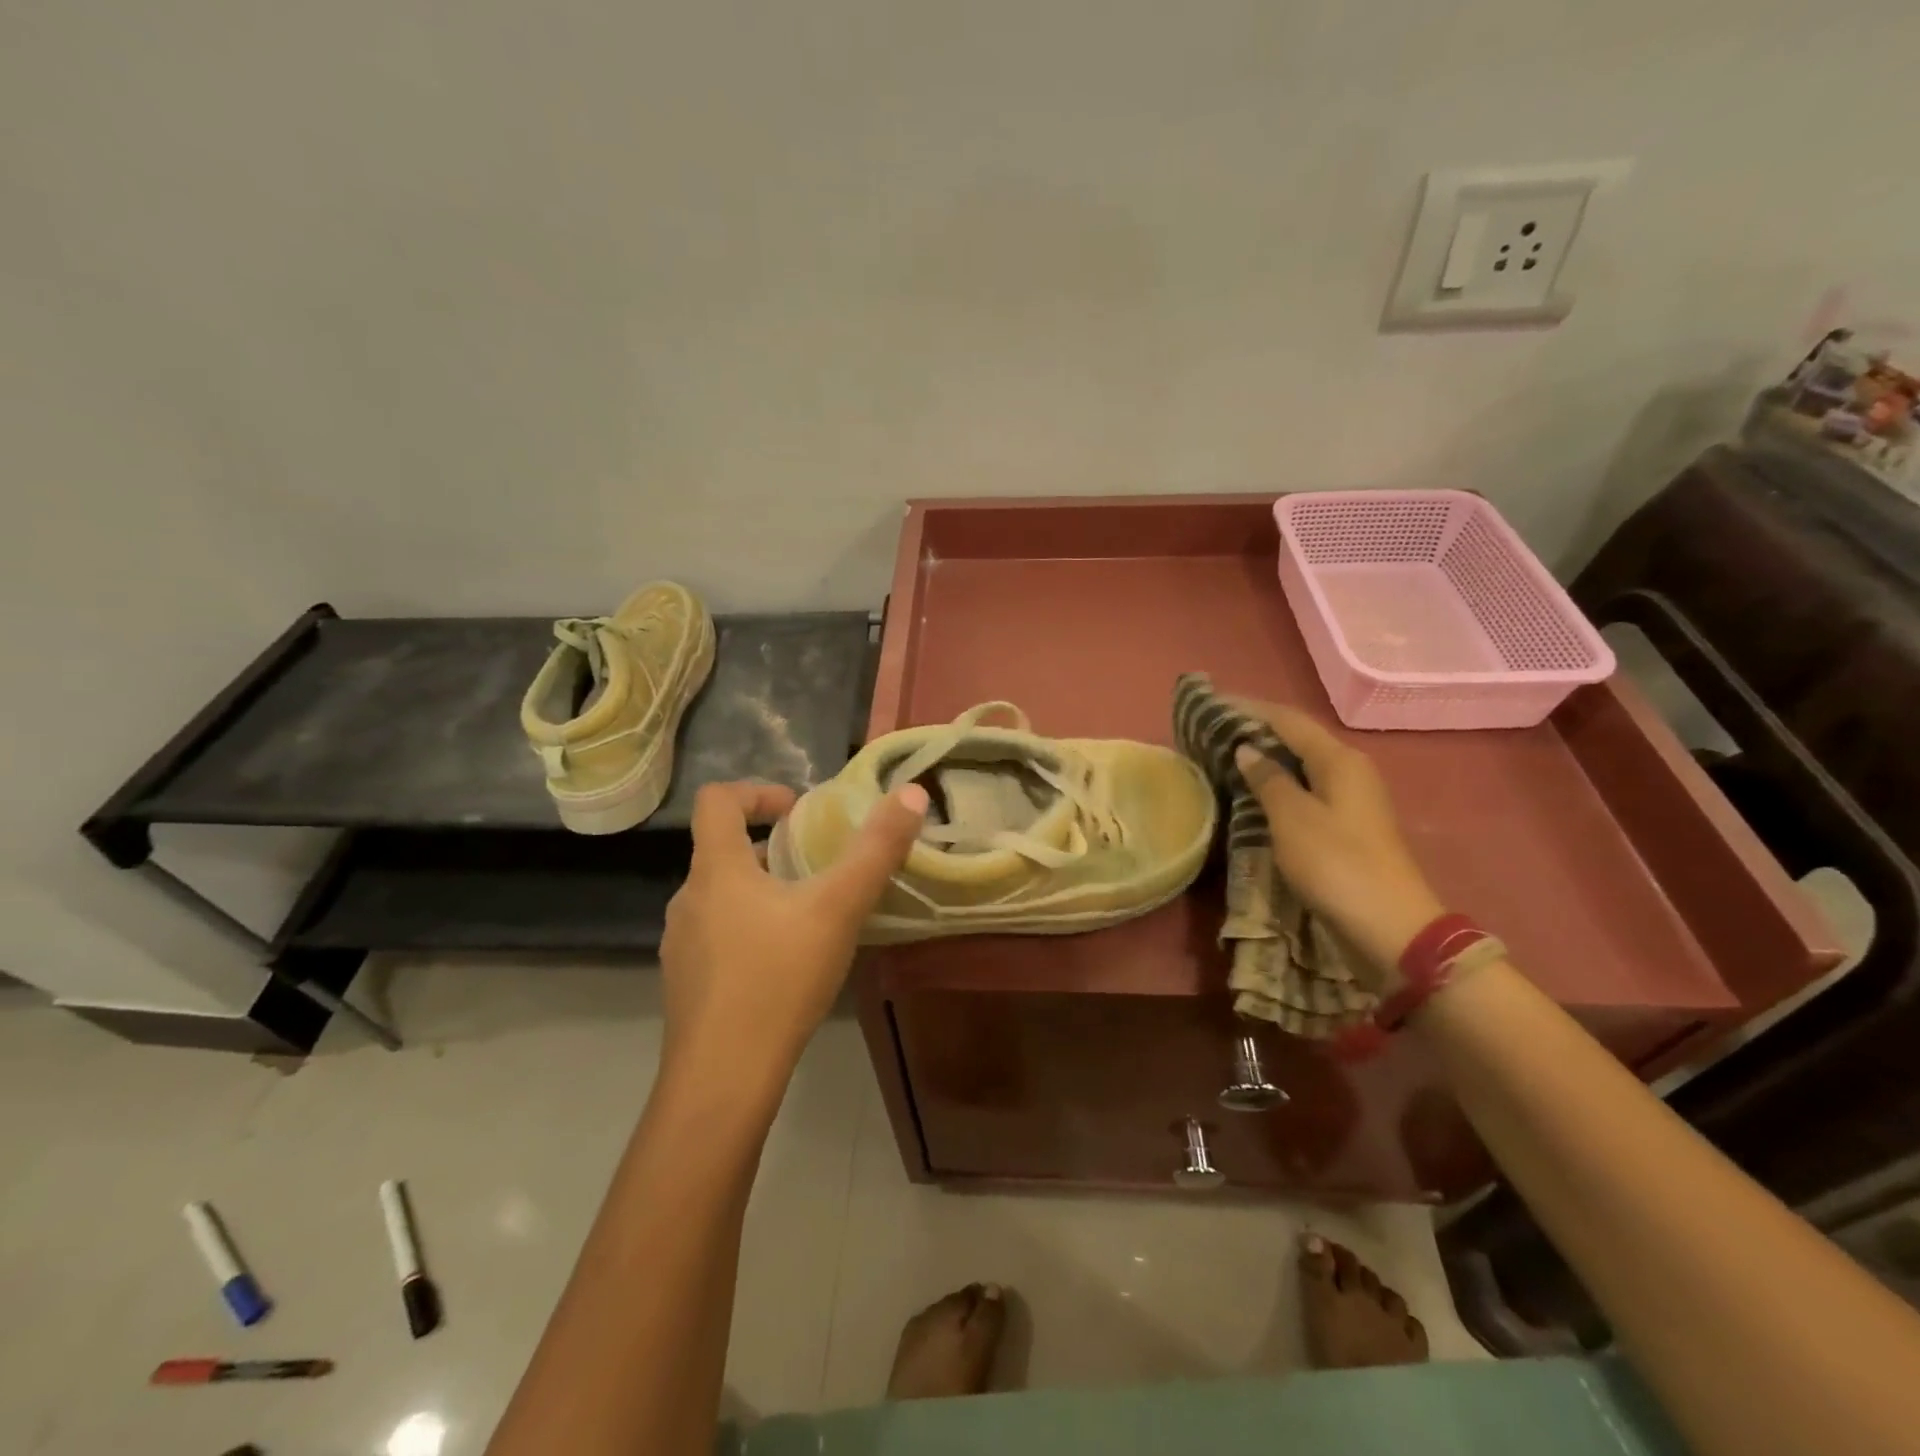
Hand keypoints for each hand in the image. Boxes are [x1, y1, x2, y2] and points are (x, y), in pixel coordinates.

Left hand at [659, 780, 927, 1082]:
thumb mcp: (838, 909)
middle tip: (821, 868)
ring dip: (764, 891)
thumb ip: (877, 850)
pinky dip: (752, 930)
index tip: (799, 810)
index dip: (758, 792)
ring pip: (723, 897)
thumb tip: (912, 794)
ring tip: (811, 917)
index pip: (717, 800)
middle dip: (774, 849)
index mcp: (716, 869)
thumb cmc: (778, 980)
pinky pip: (719, 936)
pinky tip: (786, 966)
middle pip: (724, 850)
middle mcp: (688, 898)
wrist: (723, 1079)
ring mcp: (681, 944)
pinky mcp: (686, 983)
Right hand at [1230, 702, 1444, 988]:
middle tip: (1214, 728)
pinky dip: (1277, 782)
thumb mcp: (1292, 818)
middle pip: (1297, 737)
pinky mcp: (1347, 823)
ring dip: (1266, 756)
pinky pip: (1305, 787)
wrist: (1390, 927)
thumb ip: (1267, 779)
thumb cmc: (1336, 865)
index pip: (1288, 719)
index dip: (1249, 708)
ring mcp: (1351, 798)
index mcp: (1339, 760)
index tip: (1213, 702)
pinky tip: (1255, 790)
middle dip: (1257, 729)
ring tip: (1227, 754)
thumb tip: (1247, 749)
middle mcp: (1349, 769)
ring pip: (1301, 763)